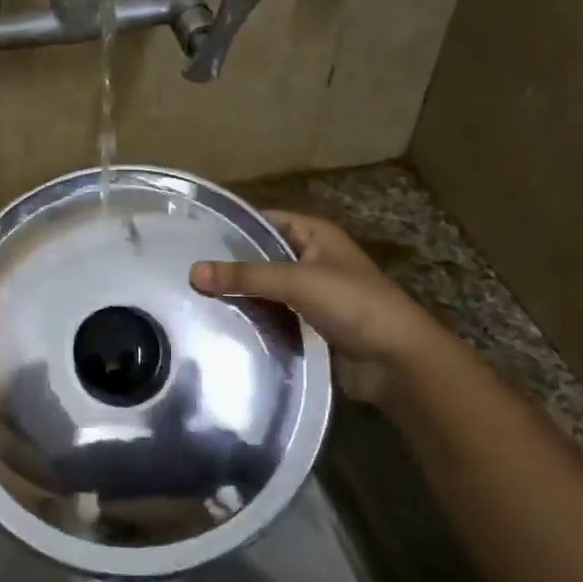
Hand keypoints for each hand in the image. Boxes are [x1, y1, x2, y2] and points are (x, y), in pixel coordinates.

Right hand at [189, 211, 438, 368]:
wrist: (398, 361)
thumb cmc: (353, 304)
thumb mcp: (296, 281)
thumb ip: (245, 276)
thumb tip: (192, 271)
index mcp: (314, 234)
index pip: (264, 220)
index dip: (232, 226)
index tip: (192, 236)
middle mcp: (311, 259)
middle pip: (261, 256)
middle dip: (229, 265)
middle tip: (184, 272)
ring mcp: (311, 295)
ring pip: (264, 289)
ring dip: (239, 296)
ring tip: (192, 299)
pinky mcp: (309, 325)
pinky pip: (272, 316)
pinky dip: (252, 319)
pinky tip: (220, 326)